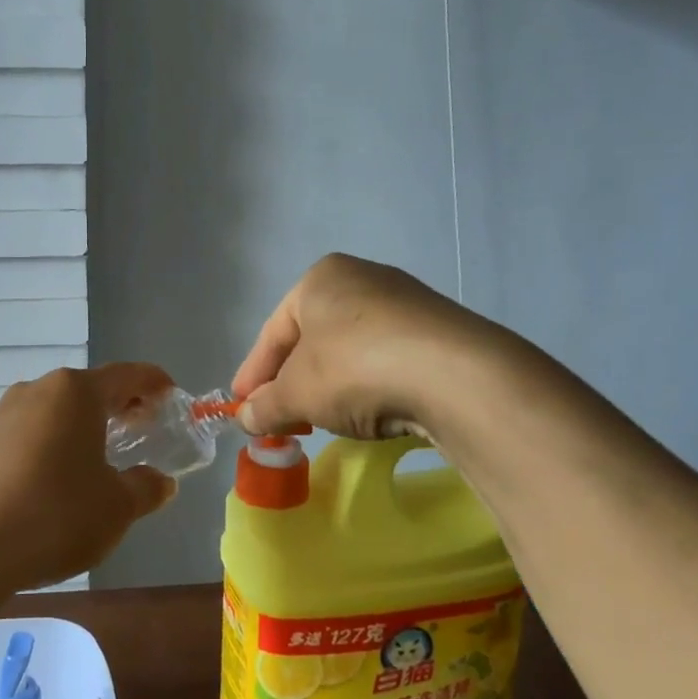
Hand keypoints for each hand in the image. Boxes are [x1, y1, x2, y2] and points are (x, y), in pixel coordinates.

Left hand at [0, 364, 177, 592]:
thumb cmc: (56, 515)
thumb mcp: (117, 507)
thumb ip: (146, 488)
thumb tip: (161, 482)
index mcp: (75, 392)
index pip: (126, 375)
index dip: (154, 384)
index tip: (172, 397)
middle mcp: (37, 390)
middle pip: (88, 389)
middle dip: (119, 407)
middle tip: (143, 430)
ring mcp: (3, 414)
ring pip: (56, 410)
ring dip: (83, 426)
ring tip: (101, 457)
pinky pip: (29, 432)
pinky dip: (52, 443)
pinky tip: (57, 478)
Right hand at [232, 253, 491, 440]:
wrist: (455, 375)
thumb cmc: (354, 367)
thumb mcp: (297, 393)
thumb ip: (265, 406)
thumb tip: (246, 418)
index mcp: (320, 279)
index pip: (273, 331)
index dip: (253, 373)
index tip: (242, 407)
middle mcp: (362, 279)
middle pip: (312, 339)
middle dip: (293, 381)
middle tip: (281, 417)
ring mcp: (406, 303)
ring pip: (350, 351)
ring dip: (331, 385)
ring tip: (323, 419)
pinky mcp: (439, 332)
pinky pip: (387, 360)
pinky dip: (369, 386)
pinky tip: (370, 413)